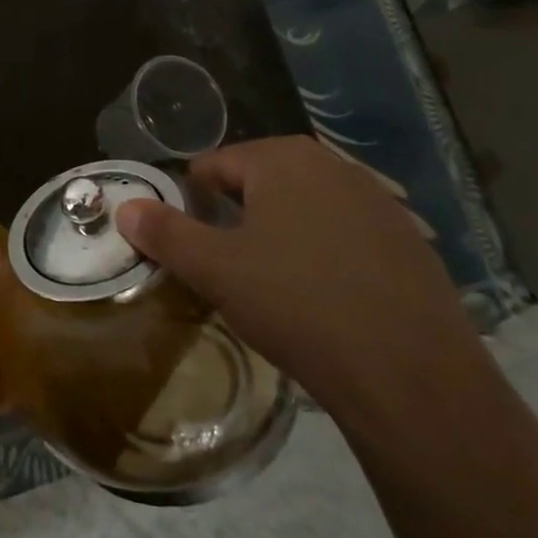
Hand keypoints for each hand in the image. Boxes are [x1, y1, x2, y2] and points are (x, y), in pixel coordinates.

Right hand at [114, 136, 484, 420]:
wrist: (412, 377)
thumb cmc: (298, 305)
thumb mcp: (215, 269)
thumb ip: (165, 232)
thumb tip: (126, 207)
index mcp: (282, 159)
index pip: (212, 166)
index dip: (190, 205)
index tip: (188, 249)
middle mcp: (333, 166)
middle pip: (259, 183)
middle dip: (234, 219)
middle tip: (224, 269)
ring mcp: (379, 203)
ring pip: (303, 210)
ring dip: (277, 237)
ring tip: (270, 287)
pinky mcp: (409, 243)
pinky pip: (344, 237)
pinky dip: (321, 257)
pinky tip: (322, 301)